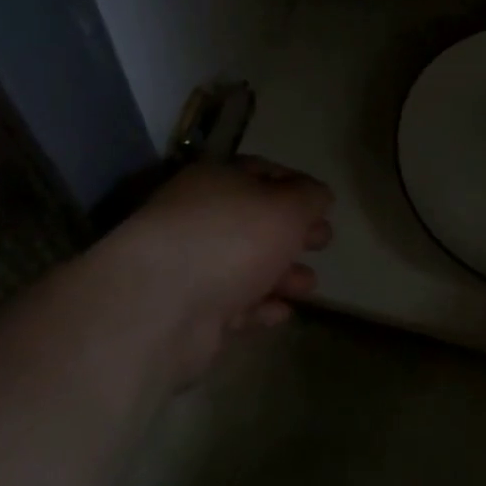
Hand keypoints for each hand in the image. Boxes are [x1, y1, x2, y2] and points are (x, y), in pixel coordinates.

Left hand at [97, 156, 333, 385]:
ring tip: (310, 285)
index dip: (295, 185)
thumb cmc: (231, 238)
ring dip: (280, 274)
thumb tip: (320, 194)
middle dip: (292, 232)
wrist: (161, 306)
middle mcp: (200, 218)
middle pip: (254, 221)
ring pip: (245, 266)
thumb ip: (309, 198)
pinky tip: (284, 312)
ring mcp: (191, 267)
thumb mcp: (285, 206)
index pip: (260, 172)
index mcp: (215, 180)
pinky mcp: (190, 312)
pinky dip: (259, 307)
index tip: (324, 203)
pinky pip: (233, 305)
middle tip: (323, 241)